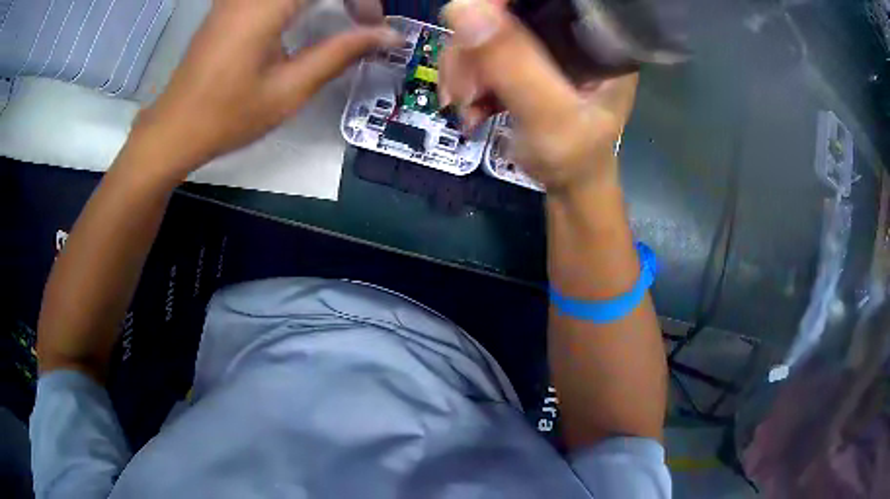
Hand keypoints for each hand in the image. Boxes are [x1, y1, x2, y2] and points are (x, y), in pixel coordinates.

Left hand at [136, 0, 398, 176]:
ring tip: (343, 14)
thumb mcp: (289, 89)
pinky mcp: (233, 2)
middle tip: (361, 19)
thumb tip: (389, 36)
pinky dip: (304, 1)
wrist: (175, 128)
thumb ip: (340, 53)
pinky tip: (310, 13)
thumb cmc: (227, 115)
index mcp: (267, 5)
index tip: (374, 26)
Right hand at [440, 0, 637, 193]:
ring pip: (481, 29)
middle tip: (464, 92)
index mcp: (595, 35)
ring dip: (461, 69)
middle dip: (470, 49)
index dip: (498, 0)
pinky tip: (469, 107)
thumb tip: (463, 8)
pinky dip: (463, 77)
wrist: (569, 184)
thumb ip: (514, 66)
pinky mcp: (521, 55)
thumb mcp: (550, 117)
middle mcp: (568, 29)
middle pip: (502, 10)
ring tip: (466, 107)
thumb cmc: (575, 159)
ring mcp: (542, 41)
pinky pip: (477, 50)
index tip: (466, 25)